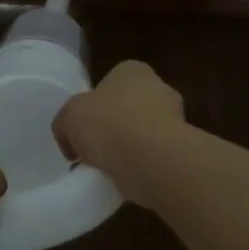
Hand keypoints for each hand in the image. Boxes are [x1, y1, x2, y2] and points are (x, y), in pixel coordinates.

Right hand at [52, 60, 185, 203]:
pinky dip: (141, 167)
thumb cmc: (109, 124)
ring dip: (129, 149)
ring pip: (143, 134)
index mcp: (132, 70)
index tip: (82, 129)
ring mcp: (176, 120)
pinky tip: (127, 179)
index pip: (111, 82)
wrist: (153, 161)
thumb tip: (71, 142)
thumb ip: (65, 124)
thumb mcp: (68, 117)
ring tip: (108, 170)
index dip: (94, 105)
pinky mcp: (183, 150)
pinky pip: (154, 157)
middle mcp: (159, 88)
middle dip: (114, 127)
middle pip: (129, 108)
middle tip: (94, 150)